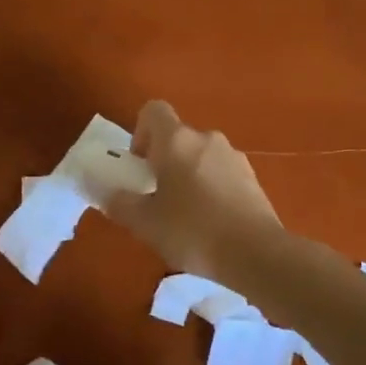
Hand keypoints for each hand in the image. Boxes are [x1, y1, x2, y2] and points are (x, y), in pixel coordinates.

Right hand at [102, 100, 281, 280]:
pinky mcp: (253, 179)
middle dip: (163, 161)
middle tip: (155, 197)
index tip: (139, 164)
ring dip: (188, 176)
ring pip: (201, 157)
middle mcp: (207, 139)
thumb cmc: (192, 231)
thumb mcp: (145, 223)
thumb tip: (110, 195)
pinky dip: (211, 190)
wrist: (255, 253)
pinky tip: (210, 224)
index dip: (140, 131)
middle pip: (178, 138)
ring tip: (184, 216)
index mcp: (177, 141)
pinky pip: (222, 175)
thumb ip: (121, 204)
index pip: (153, 111)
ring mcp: (234, 158)